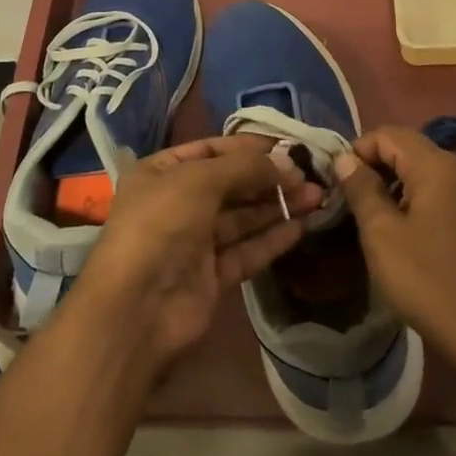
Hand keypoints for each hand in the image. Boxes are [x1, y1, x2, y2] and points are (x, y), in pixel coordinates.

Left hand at [73, 135, 323, 372]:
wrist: (137, 308)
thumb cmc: (161, 224)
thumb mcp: (199, 179)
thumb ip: (246, 168)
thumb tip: (288, 163)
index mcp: (161, 172)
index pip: (211, 149)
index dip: (249, 147)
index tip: (288, 147)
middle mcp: (177, 203)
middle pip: (231, 184)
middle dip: (270, 178)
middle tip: (311, 174)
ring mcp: (194, 242)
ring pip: (243, 217)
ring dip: (278, 206)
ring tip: (317, 196)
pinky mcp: (212, 276)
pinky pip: (247, 250)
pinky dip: (273, 238)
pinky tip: (302, 226)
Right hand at [335, 126, 455, 373]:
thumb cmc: (427, 280)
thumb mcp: (381, 234)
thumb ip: (361, 189)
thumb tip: (345, 159)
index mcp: (435, 166)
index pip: (388, 134)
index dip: (358, 150)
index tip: (338, 181)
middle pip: (408, 148)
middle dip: (375, 165)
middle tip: (350, 198)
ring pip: (424, 171)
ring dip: (394, 183)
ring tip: (372, 215)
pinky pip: (440, 193)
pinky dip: (416, 199)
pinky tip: (404, 231)